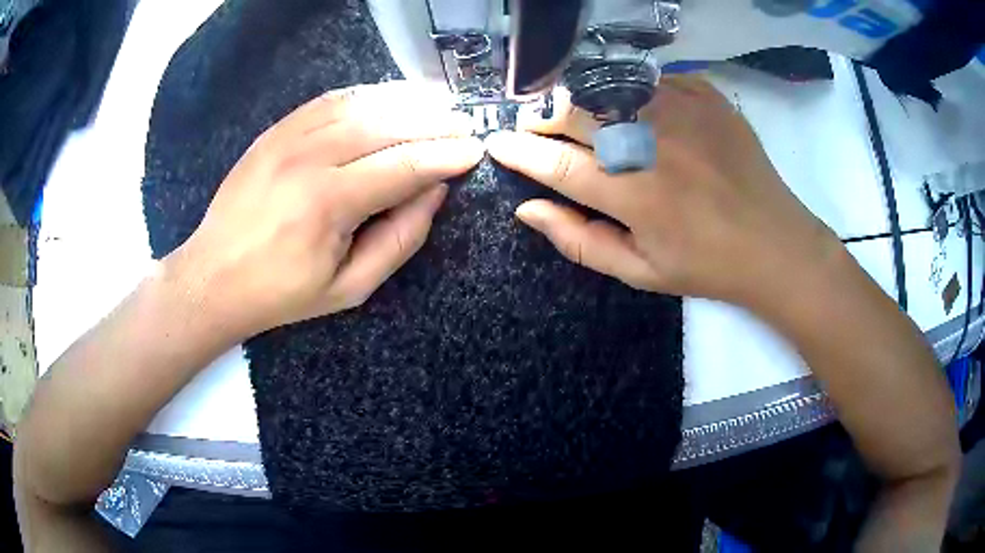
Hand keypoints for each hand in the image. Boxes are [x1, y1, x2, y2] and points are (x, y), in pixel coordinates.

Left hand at [166, 82, 483, 337]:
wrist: (214, 277)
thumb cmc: (282, 293)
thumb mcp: (350, 288)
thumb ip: (399, 239)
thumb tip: (434, 193)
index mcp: (327, 203)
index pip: (404, 165)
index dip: (446, 156)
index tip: (475, 152)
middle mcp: (309, 157)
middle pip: (387, 124)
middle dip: (434, 122)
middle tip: (464, 125)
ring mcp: (288, 137)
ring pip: (361, 104)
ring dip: (406, 101)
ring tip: (438, 106)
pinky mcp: (275, 130)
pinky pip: (329, 100)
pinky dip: (367, 95)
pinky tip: (389, 99)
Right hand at [486, 75, 840, 308]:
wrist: (775, 242)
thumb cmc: (706, 266)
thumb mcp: (639, 272)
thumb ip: (578, 240)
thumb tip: (525, 209)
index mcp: (632, 194)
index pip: (553, 162)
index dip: (517, 150)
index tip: (498, 143)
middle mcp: (651, 143)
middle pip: (573, 111)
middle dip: (545, 119)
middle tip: (544, 132)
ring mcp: (681, 111)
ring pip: (605, 85)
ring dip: (584, 102)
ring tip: (590, 121)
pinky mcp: (705, 94)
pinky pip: (648, 79)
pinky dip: (631, 92)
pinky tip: (641, 112)